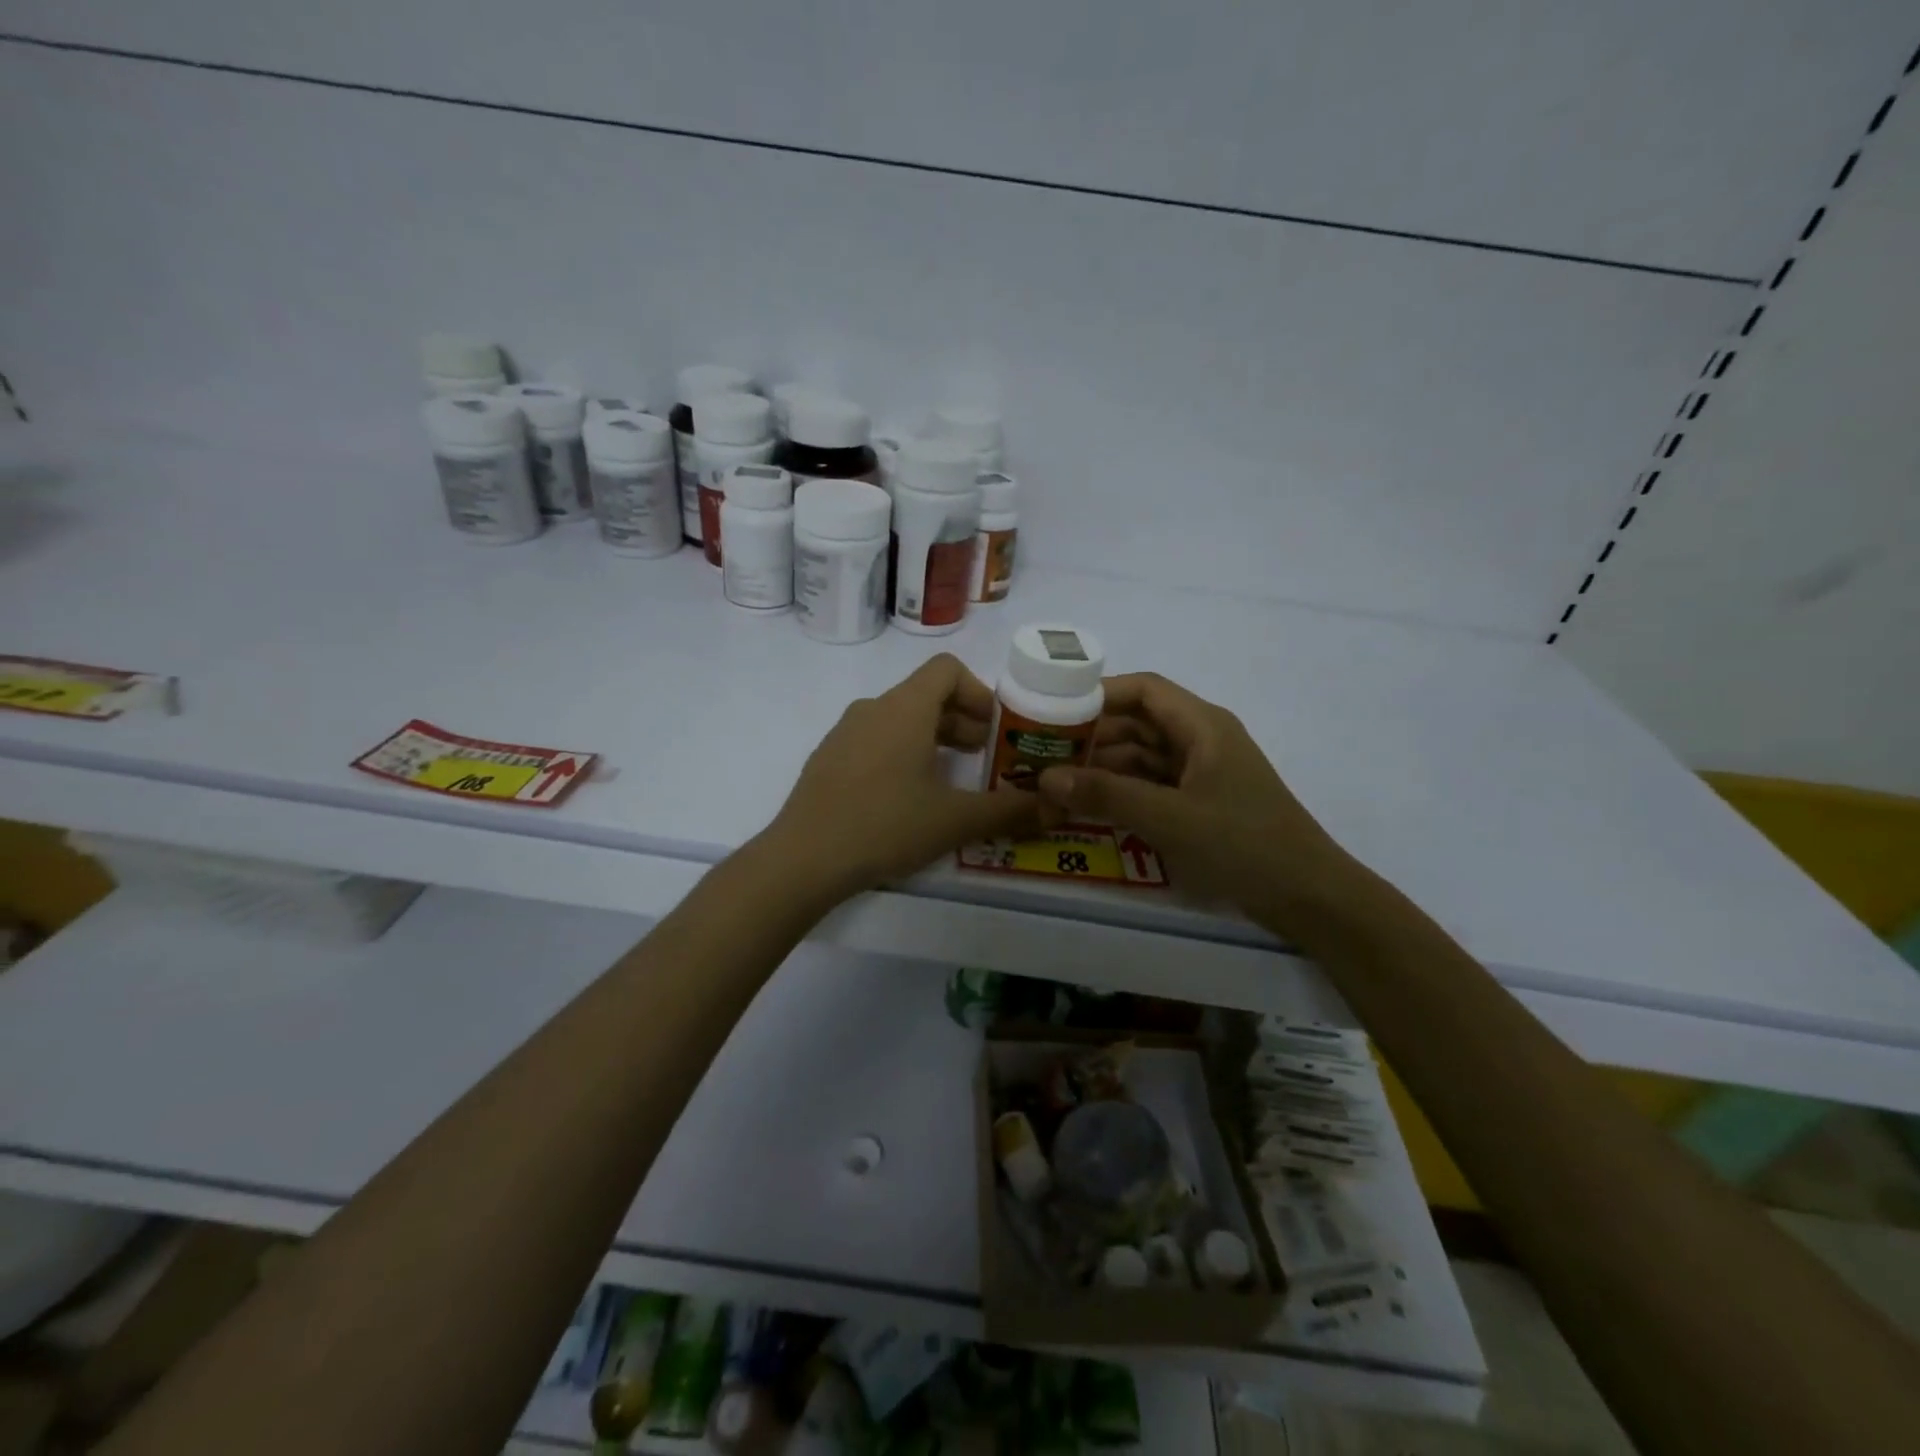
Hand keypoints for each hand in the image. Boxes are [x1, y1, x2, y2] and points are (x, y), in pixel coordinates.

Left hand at [762, 655, 1059, 898]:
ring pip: (899, 719)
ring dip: (933, 738)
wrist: (803, 859)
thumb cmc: (885, 826)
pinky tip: (907, 797)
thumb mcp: (955, 820)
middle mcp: (872, 708)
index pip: (947, 669)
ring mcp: (844, 733)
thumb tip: (1058, 809)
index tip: (994, 729)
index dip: (978, 691)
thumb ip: (1010, 811)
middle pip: (925, 695)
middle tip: (985, 758)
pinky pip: (875, 740)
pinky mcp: (828, 759)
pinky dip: (902, 752)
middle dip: (961, 720)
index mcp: (904, 708)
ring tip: (951, 779)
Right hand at [1037, 673, 1359, 930]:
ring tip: (1056, 783)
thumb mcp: (1169, 818)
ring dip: (1104, 768)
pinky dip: (1123, 792)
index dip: (1098, 694)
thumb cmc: (1243, 844)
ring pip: (1142, 757)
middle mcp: (1201, 740)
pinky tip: (1090, 807)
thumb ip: (1106, 795)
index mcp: (1202, 726)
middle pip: (1138, 723)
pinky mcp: (1201, 803)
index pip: (1144, 690)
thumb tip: (1045, 779)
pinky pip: (1153, 786)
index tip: (1054, 710)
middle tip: (1043, 754)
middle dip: (1092, 736)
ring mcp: (1202, 774)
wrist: (1309, 897)